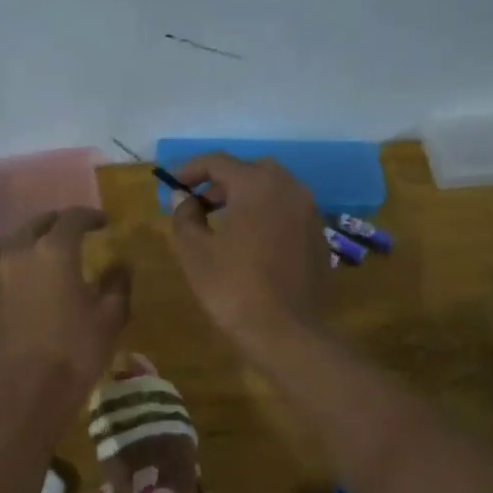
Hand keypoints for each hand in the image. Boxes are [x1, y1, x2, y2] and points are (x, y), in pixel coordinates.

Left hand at [0, 207, 131, 407]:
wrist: (26, 391)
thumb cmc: (76, 351)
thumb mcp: (110, 317)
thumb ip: (117, 284)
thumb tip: (121, 265)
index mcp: (54, 251)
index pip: (73, 218)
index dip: (91, 216)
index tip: (104, 222)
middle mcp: (21, 254)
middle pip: (37, 224)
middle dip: (58, 223)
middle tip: (77, 231)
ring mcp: (0, 276)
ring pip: (18, 244)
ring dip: (38, 242)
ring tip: (57, 255)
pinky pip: (10, 268)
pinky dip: (26, 265)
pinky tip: (40, 283)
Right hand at [168, 154, 329, 359]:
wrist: (285, 331)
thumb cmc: (232, 287)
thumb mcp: (194, 252)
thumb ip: (184, 217)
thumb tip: (183, 199)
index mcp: (257, 184)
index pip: (218, 161)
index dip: (191, 170)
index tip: (173, 185)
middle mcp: (289, 188)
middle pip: (250, 171)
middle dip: (221, 183)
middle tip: (199, 205)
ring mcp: (309, 212)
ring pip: (272, 191)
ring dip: (246, 199)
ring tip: (223, 224)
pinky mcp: (319, 236)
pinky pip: (287, 213)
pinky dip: (266, 216)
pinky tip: (252, 244)